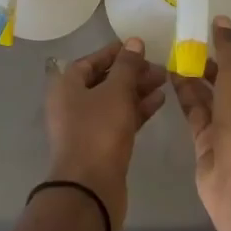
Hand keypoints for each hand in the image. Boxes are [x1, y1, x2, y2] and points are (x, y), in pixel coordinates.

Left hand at [43, 38, 166, 230]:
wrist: (90, 189)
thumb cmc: (98, 132)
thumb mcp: (116, 92)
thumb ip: (127, 66)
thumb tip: (134, 41)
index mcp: (66, 86)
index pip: (90, 61)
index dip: (114, 53)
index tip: (139, 47)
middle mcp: (72, 104)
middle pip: (104, 80)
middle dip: (131, 73)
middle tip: (159, 68)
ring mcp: (85, 126)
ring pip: (114, 101)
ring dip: (137, 90)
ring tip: (164, 82)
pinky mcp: (100, 146)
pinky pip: (119, 119)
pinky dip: (137, 110)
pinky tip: (159, 102)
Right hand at [170, 16, 230, 230]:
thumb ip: (228, 46)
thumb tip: (222, 20)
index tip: (216, 27)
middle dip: (214, 57)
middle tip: (188, 38)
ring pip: (213, 92)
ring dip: (196, 73)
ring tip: (173, 52)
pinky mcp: (210, 139)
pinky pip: (197, 109)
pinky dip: (185, 93)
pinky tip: (168, 75)